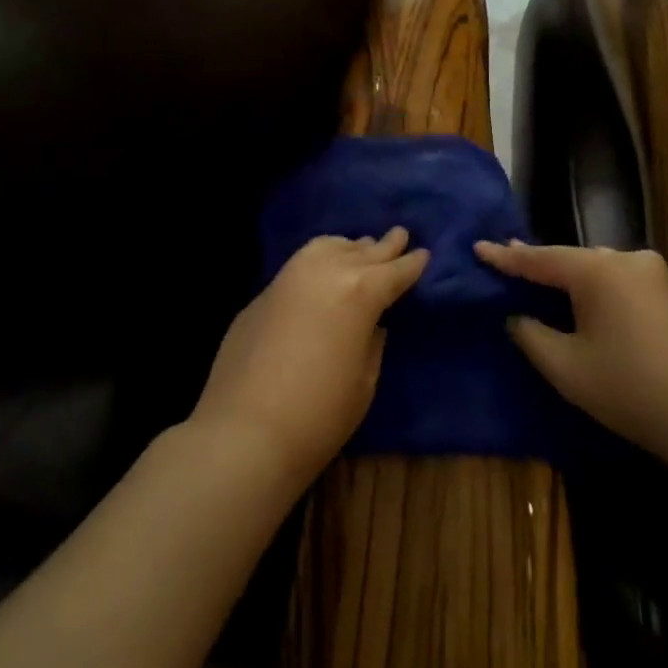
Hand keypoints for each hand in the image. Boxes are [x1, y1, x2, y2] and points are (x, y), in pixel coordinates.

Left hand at [193, 228, 428, 484]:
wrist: (243, 432)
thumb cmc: (319, 415)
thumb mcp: (364, 382)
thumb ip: (371, 343)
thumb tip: (371, 325)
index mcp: (360, 292)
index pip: (394, 272)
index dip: (411, 264)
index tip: (423, 253)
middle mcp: (325, 272)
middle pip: (362, 251)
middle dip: (384, 246)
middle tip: (399, 235)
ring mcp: (288, 279)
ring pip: (326, 247)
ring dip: (348, 247)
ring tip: (360, 247)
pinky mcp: (262, 295)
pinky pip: (299, 266)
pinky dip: (318, 261)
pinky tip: (320, 271)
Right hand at [475, 241, 667, 469]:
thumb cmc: (632, 390)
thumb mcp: (566, 368)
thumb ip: (531, 334)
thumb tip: (518, 316)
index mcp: (598, 270)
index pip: (539, 258)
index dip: (505, 256)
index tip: (477, 246)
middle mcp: (628, 259)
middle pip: (571, 259)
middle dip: (538, 263)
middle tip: (504, 259)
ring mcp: (655, 274)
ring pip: (598, 269)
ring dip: (568, 277)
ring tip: (538, 276)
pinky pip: (619, 281)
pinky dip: (594, 288)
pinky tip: (582, 298)